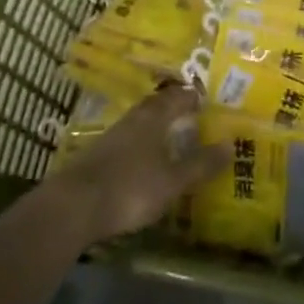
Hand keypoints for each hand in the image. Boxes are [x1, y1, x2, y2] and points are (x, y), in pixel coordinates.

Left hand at [49, 85, 228, 242]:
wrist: (73, 207)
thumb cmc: (130, 188)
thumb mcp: (173, 181)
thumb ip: (201, 164)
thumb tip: (231, 144)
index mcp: (154, 117)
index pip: (179, 96)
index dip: (194, 96)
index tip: (209, 100)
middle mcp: (134, 119)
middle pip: (157, 105)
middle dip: (175, 108)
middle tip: (193, 115)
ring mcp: (113, 136)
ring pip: (141, 122)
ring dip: (157, 126)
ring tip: (172, 137)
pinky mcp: (98, 155)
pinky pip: (128, 140)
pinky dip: (141, 145)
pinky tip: (145, 160)